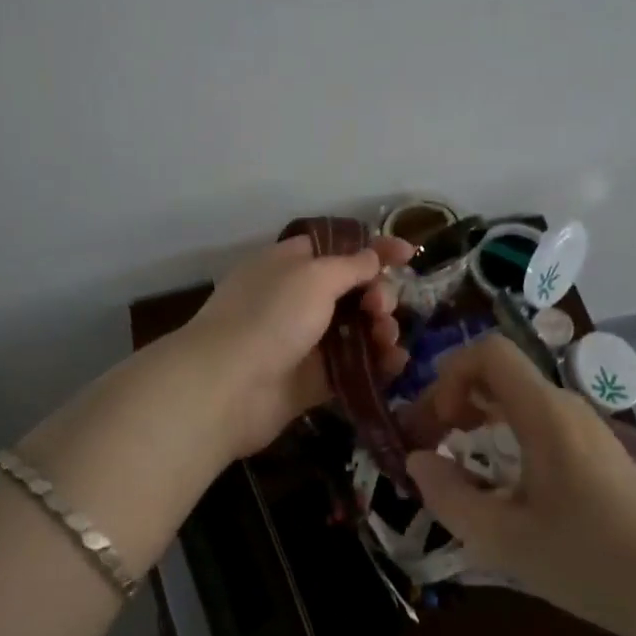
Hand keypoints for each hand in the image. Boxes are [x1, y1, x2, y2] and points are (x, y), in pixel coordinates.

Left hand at [184, 233, 414, 457]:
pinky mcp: (311, 380)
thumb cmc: (271, 316)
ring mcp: (304, 340)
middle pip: (353, 289)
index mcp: (290, 263)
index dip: (374, 249)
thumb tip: (372, 257)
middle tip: (380, 308)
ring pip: (356, 329)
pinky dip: (376, 363)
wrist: (227, 387)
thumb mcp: (314, 276)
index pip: (339, 247)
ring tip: (387, 338)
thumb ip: (351, 266)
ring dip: (381, 329)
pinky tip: (395, 363)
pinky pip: (352, 366)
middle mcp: (297, 298)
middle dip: (378, 294)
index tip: (408, 254)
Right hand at [400, 335, 635, 635]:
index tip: (436, 424)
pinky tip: (498, 481)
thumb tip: (416, 462)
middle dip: (454, 397)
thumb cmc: (592, 561)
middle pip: (498, 372)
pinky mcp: (595, 452)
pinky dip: (503, 434)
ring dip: (477, 417)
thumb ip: (451, 498)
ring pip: (516, 397)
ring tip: (455, 460)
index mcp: (544, 412)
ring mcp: (584, 428)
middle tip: (429, 442)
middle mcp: (564, 406)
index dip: (450, 374)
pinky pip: (537, 421)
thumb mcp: (506, 540)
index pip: (489, 352)